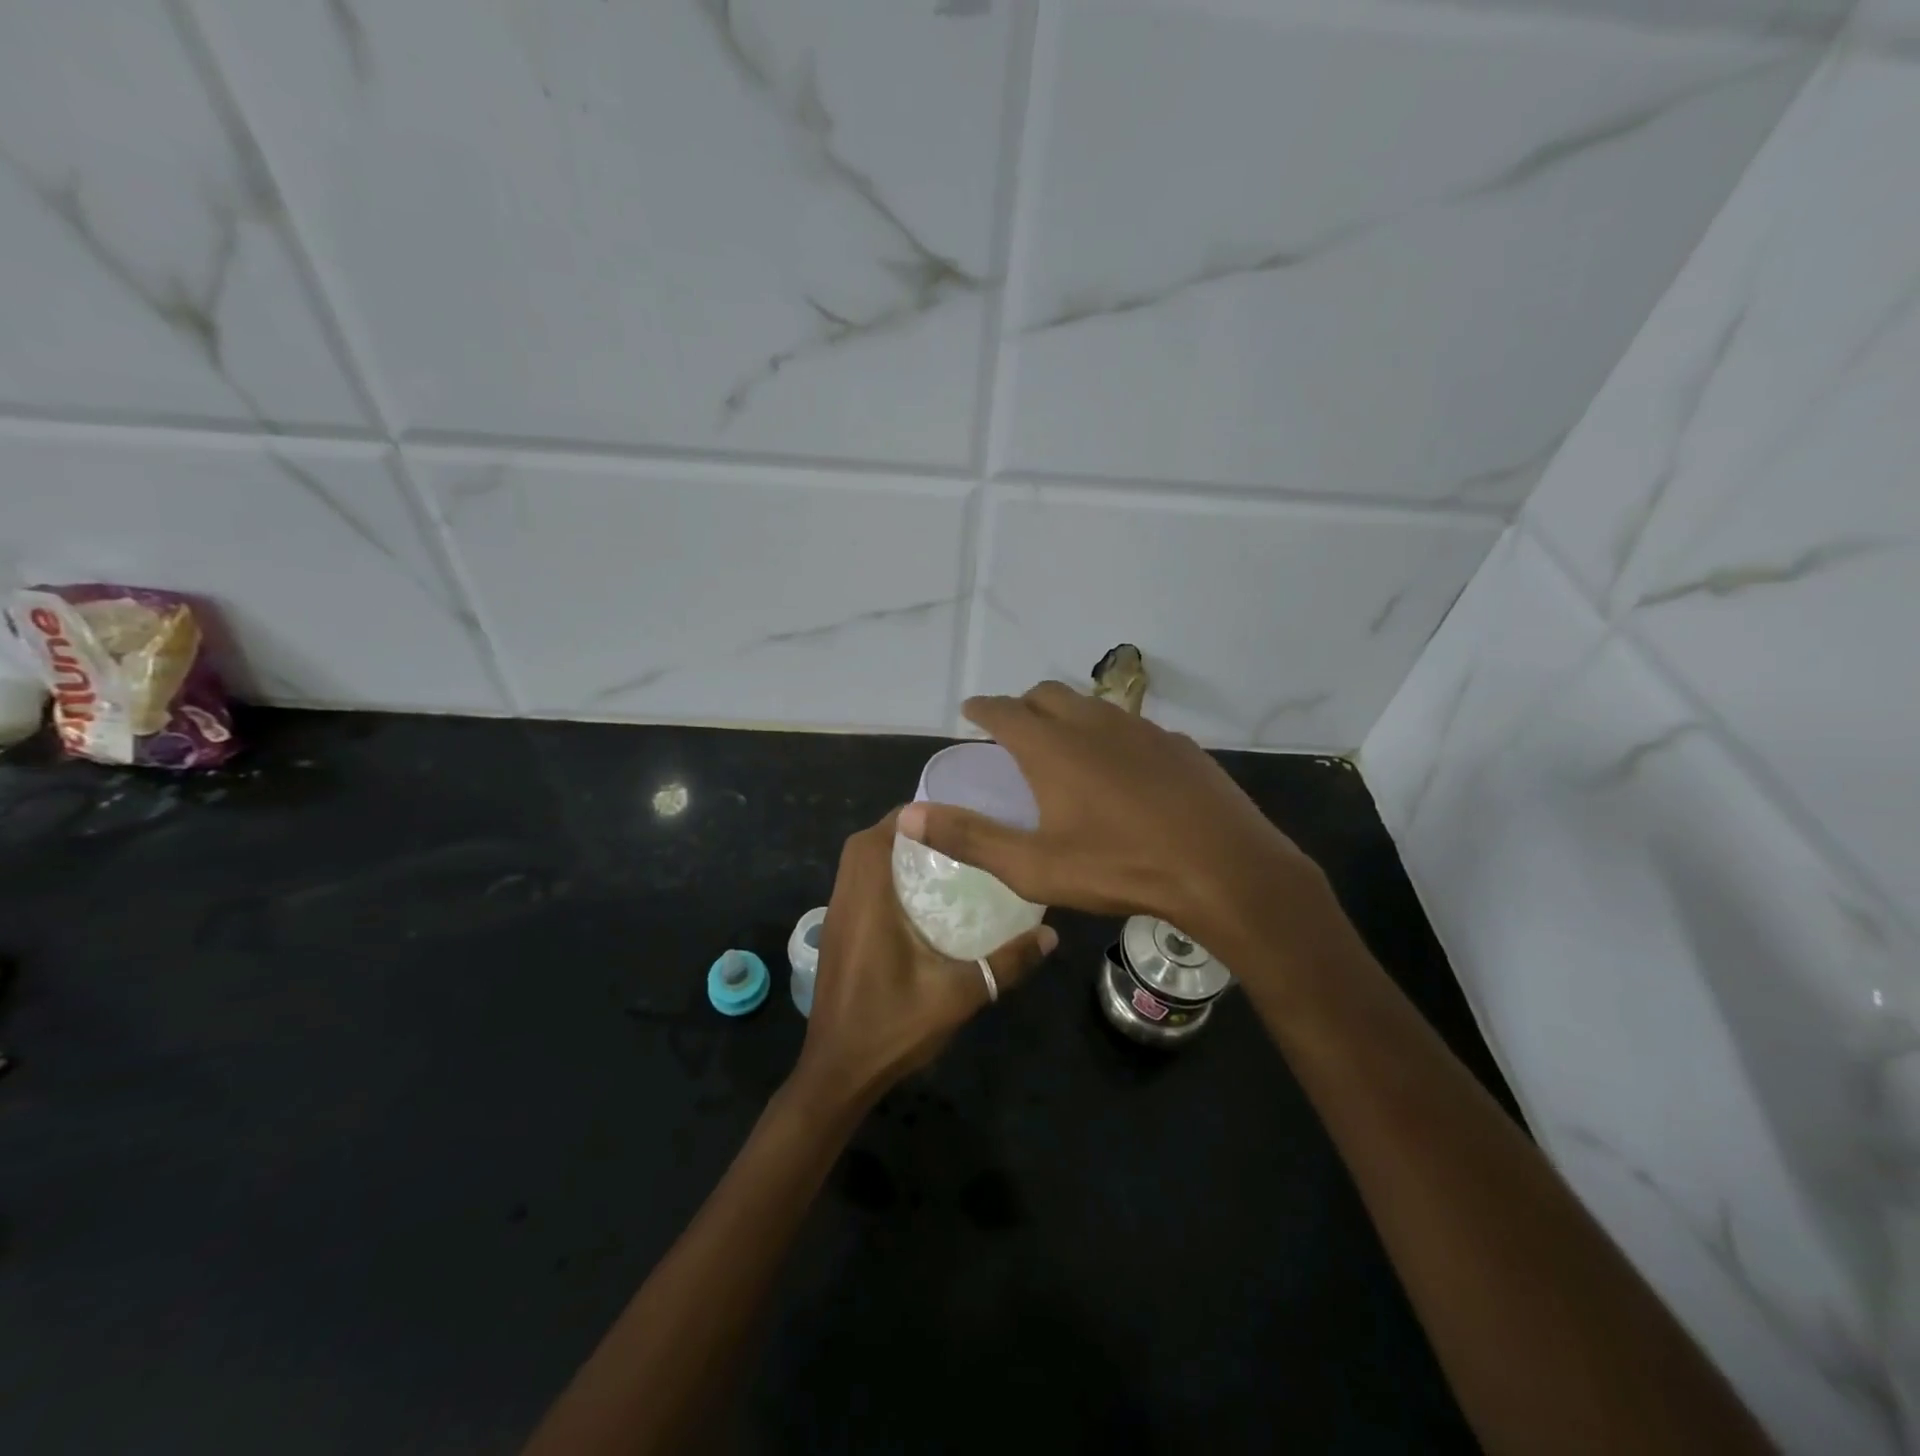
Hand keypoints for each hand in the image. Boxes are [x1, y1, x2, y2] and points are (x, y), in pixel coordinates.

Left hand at [790, 809, 1056, 1116]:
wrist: (837, 1075)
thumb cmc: (892, 1028)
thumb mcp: (958, 995)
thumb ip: (1005, 964)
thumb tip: (1051, 935)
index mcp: (867, 904)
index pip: (877, 838)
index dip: (908, 817)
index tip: (946, 815)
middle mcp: (845, 903)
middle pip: (863, 845)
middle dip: (900, 831)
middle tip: (946, 836)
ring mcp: (834, 921)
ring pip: (855, 867)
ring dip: (887, 854)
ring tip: (936, 860)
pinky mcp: (835, 939)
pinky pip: (854, 888)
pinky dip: (878, 878)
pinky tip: (914, 902)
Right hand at [896, 683, 1326, 954]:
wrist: (1224, 868)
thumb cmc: (1120, 866)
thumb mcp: (1034, 865)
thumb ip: (969, 838)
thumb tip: (908, 816)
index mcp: (1052, 746)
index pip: (1003, 710)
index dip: (982, 708)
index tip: (970, 710)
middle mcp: (1094, 723)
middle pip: (1047, 695)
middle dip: (1023, 705)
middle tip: (1013, 729)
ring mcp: (1141, 729)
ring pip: (1092, 706)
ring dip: (1068, 715)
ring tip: (1062, 745)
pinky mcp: (1177, 745)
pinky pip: (1131, 727)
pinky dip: (1110, 735)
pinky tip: (1121, 770)